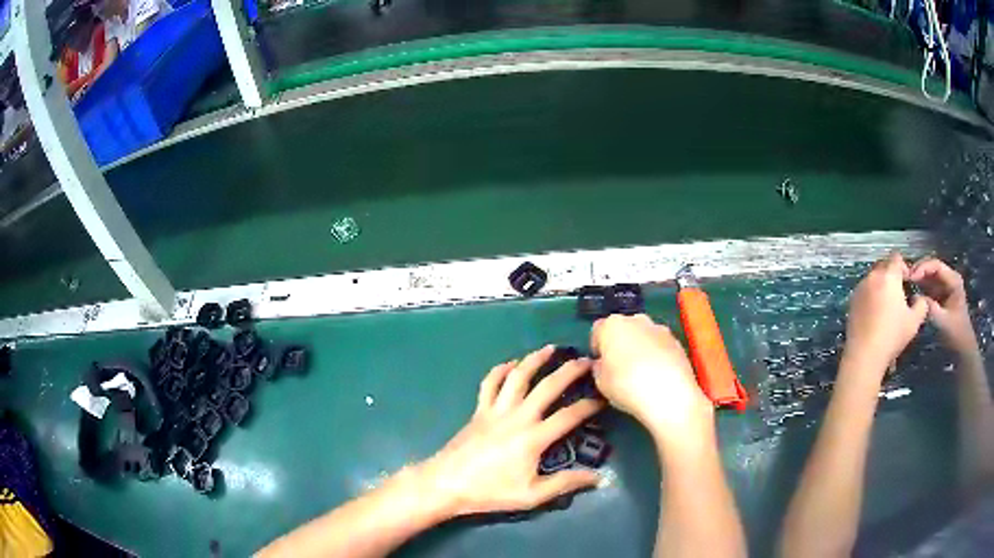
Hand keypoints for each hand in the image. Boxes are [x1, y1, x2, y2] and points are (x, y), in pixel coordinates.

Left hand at [418, 346, 603, 516]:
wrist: (447, 484)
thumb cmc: (491, 492)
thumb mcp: (532, 495)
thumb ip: (565, 484)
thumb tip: (599, 478)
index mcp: (533, 438)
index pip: (569, 416)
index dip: (590, 405)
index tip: (603, 397)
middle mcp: (517, 417)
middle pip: (547, 386)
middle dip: (570, 371)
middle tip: (586, 360)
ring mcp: (495, 410)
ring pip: (517, 376)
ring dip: (535, 359)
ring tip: (550, 349)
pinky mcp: (479, 410)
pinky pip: (489, 383)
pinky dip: (500, 370)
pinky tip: (510, 363)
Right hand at [589, 314, 712, 445]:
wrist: (669, 394)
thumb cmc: (627, 386)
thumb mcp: (600, 381)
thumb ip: (599, 367)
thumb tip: (603, 364)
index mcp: (612, 325)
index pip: (598, 330)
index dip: (597, 348)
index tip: (600, 364)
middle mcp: (636, 320)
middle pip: (623, 329)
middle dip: (620, 344)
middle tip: (619, 368)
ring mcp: (660, 329)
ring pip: (644, 335)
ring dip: (640, 348)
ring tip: (641, 373)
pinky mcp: (677, 341)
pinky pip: (660, 346)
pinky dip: (657, 355)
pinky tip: (657, 376)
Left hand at [843, 253, 927, 376]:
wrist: (864, 355)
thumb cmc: (892, 336)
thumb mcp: (914, 321)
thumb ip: (921, 304)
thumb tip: (919, 298)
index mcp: (889, 276)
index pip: (897, 258)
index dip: (904, 267)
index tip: (908, 282)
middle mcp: (873, 276)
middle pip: (884, 265)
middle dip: (892, 274)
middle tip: (899, 293)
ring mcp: (860, 288)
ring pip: (873, 277)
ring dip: (881, 284)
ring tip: (888, 305)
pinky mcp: (852, 301)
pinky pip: (864, 290)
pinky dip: (871, 295)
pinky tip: (876, 313)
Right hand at [910, 257, 978, 354]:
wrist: (962, 347)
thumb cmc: (956, 334)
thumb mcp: (944, 322)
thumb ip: (932, 309)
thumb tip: (916, 298)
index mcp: (953, 280)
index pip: (936, 265)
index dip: (923, 268)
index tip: (910, 276)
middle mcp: (949, 278)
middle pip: (932, 267)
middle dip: (919, 271)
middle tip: (905, 277)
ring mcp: (945, 286)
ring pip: (930, 275)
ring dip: (918, 278)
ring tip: (906, 282)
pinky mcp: (940, 295)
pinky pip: (929, 285)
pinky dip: (921, 286)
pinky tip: (912, 290)